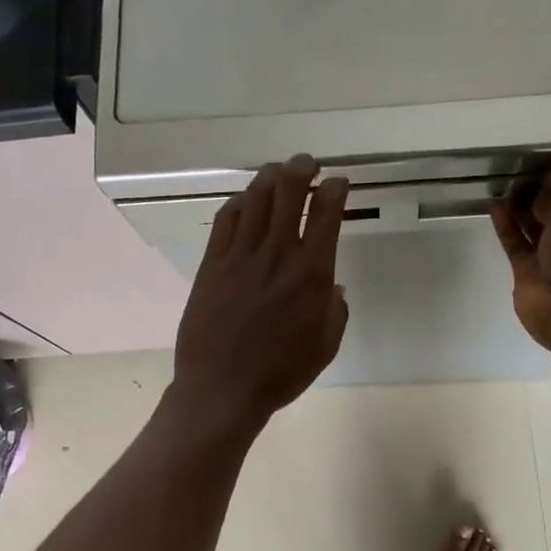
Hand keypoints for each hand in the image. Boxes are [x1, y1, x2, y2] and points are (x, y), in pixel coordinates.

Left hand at [173, 154, 350, 433]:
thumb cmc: (280, 373)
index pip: (326, 212)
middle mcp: (277, 253)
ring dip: (269, 178)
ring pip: (255, 199)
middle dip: (301, 169)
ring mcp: (240, 255)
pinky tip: (245, 200)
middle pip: (288, 192)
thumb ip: (335, 311)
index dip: (334, 189)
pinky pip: (226, 220)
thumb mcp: (325, 346)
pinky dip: (239, 202)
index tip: (338, 182)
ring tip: (278, 171)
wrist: (222, 387)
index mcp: (311, 272)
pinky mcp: (212, 263)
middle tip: (307, 163)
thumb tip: (334, 286)